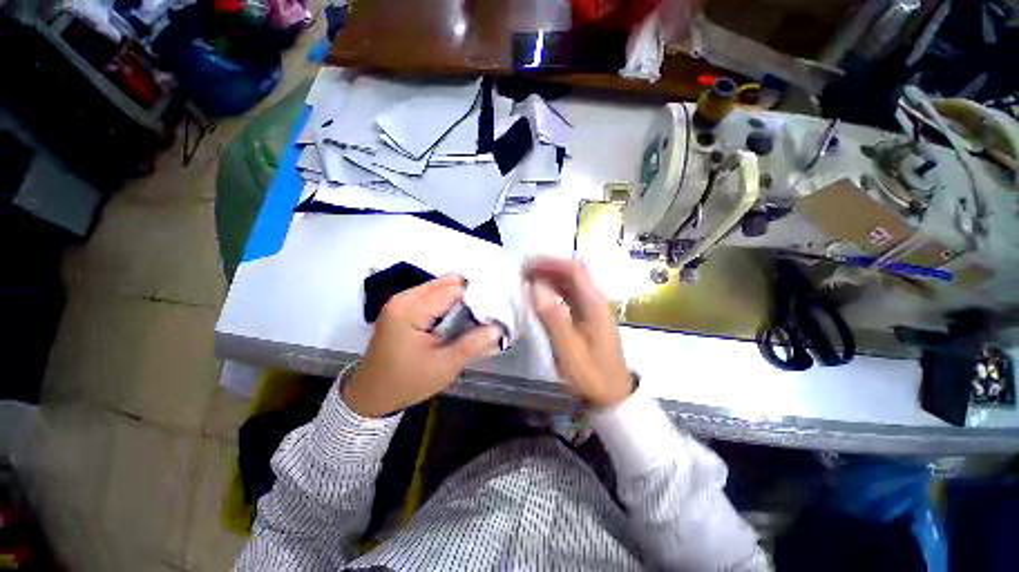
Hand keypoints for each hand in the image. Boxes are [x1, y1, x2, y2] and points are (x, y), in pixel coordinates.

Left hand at [343, 274, 502, 416]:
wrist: (371, 396)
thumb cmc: (408, 382)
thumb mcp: (445, 366)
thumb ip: (473, 344)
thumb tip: (498, 327)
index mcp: (411, 309)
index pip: (453, 289)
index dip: (475, 300)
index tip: (488, 316)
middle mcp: (403, 298)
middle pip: (445, 283)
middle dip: (466, 298)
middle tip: (479, 319)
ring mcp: (399, 301)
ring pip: (438, 288)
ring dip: (456, 301)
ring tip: (466, 322)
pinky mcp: (399, 308)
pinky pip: (429, 295)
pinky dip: (444, 304)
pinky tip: (449, 322)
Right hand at [526, 258, 632, 408]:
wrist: (612, 396)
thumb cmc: (590, 375)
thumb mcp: (569, 350)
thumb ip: (552, 317)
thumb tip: (536, 287)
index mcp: (593, 304)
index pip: (574, 270)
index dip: (550, 263)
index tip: (527, 266)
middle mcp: (595, 301)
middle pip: (573, 274)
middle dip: (548, 268)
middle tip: (524, 272)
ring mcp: (593, 309)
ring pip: (571, 284)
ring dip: (550, 278)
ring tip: (528, 280)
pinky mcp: (589, 318)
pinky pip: (570, 296)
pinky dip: (554, 291)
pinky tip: (542, 297)